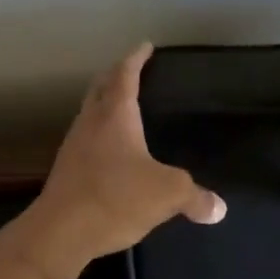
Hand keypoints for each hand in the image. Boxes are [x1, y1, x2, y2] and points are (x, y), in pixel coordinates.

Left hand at [26, 43, 225, 267]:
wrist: (60, 232)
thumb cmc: (116, 198)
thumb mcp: (166, 194)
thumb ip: (195, 197)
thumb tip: (219, 208)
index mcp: (115, 116)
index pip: (125, 75)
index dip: (136, 59)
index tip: (145, 47)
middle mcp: (90, 123)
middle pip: (100, 89)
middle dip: (115, 76)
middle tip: (131, 71)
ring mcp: (73, 147)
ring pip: (89, 114)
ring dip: (104, 106)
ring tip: (122, 109)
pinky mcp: (65, 172)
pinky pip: (85, 142)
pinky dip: (99, 136)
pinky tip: (110, 153)